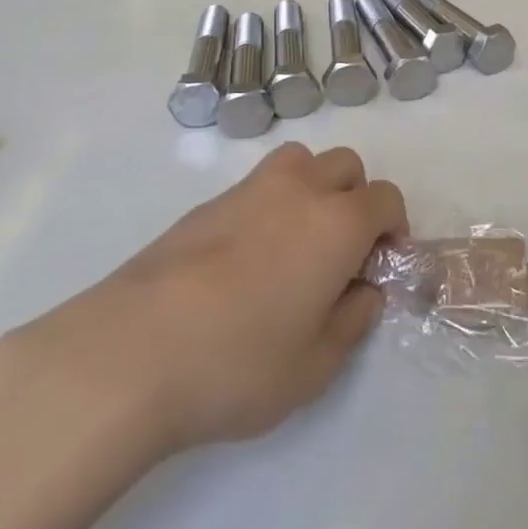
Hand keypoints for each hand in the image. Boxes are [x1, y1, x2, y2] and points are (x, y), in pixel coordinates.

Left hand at [0, 142, 406, 465]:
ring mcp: (250, 188)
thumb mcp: (314, 367)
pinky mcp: (209, 202)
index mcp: (337, 222)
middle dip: (356, 199)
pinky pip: (258, 184)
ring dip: (313, 187)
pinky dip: (270, 204)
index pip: (386, 198)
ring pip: (301, 161)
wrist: (133, 349)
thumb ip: (353, 322)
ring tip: (295, 242)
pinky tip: (245, 258)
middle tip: (340, 253)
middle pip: (346, 166)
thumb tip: (364, 291)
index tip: (380, 266)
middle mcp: (300, 189)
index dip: (394, 228)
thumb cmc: (237, 363)